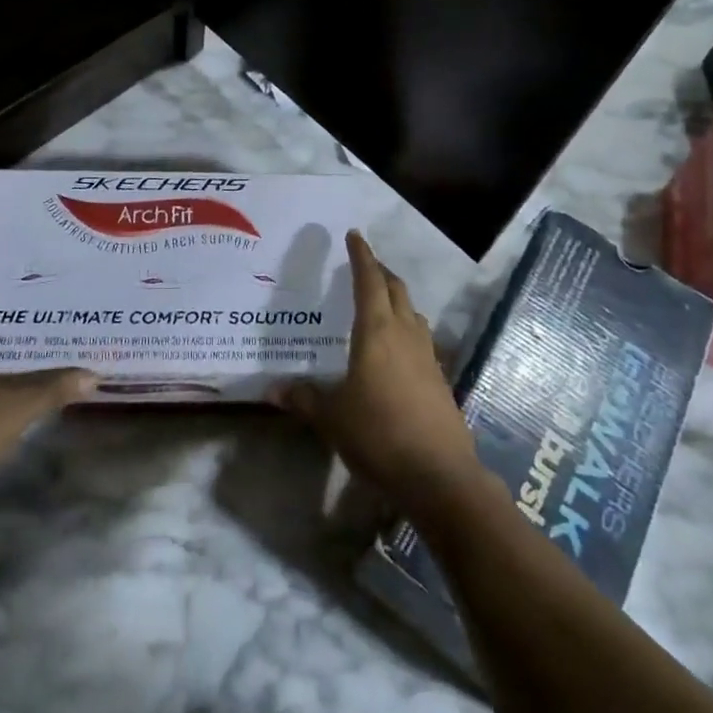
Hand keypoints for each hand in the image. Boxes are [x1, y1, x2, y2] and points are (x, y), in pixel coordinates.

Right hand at [275, 231, 488, 515]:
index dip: (361, 256)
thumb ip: (304, 399)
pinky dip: (407, 329)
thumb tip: (272, 389)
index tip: (355, 235)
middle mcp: (404, 334)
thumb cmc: (379, 434)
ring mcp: (427, 356)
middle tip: (364, 265)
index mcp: (376, 331)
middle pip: (396, 290)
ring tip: (381, 302)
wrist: (440, 476)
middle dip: (380, 272)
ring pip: (412, 313)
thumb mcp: (332, 418)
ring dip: (397, 299)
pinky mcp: (440, 379)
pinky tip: (397, 349)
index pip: (369, 280)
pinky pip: (421, 339)